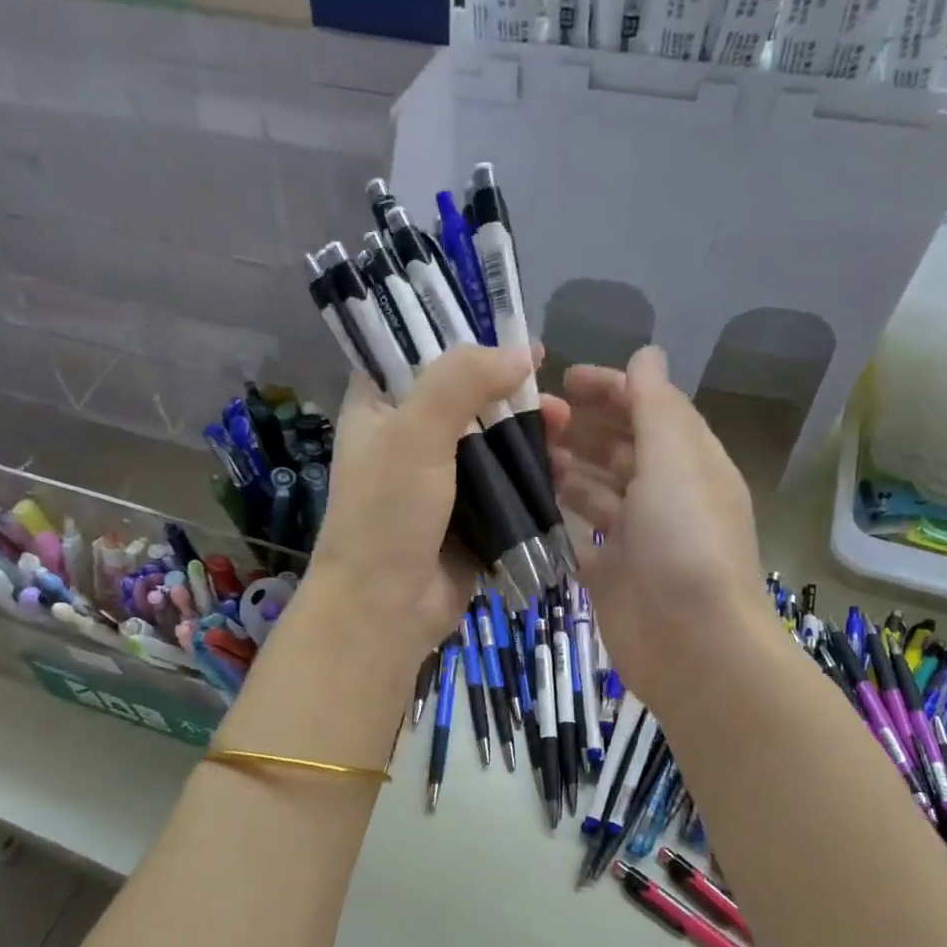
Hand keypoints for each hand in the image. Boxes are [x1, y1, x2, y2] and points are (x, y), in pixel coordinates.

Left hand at [302, 344, 538, 662]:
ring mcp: (440, 480)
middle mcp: (408, 438)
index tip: (515, 337)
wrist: (385, 609)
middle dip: (513, 393)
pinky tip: (562, 470)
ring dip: (530, 434)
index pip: (418, 354)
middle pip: (468, 398)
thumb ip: (461, 380)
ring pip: (492, 441)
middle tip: (554, 399)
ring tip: (566, 433)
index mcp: (379, 408)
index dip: (464, 340)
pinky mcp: (469, 516)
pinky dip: (532, 475)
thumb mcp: (415, 433)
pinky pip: (505, 485)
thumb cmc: (388, 514)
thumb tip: (521, 352)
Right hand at [540, 347, 770, 709]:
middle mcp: (665, 495)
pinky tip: (523, 504)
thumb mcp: (675, 462)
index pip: (651, 410)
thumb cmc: (687, 543)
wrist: (693, 645)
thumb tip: (646, 354)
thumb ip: (656, 407)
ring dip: (564, 469)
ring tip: (520, 454)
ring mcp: (636, 537)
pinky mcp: (610, 574)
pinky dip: (556, 519)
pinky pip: (579, 536)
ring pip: (596, 491)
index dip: (612, 388)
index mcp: (690, 463)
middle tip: (531, 418)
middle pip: (620, 449)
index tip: (564, 378)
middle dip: (581, 428)